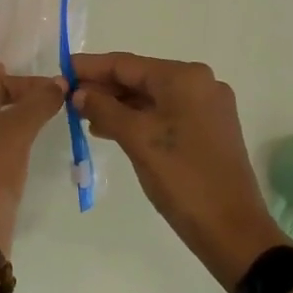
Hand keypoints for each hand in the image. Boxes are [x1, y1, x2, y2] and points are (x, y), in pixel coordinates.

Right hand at [72, 52, 286, 287]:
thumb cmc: (182, 178)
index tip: (60, 71)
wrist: (232, 229)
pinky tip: (111, 129)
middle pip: (140, 77)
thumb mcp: (137, 139)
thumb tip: (79, 93)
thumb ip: (104, 109)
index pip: (126, 63)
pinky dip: (137, 119)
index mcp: (185, 77)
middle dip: (103, 87)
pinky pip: (165, 114)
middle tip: (67, 98)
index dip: (90, 67)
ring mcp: (207, 107)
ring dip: (118, 105)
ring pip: (151, 97)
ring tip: (82, 116)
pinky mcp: (208, 130)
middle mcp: (200, 83)